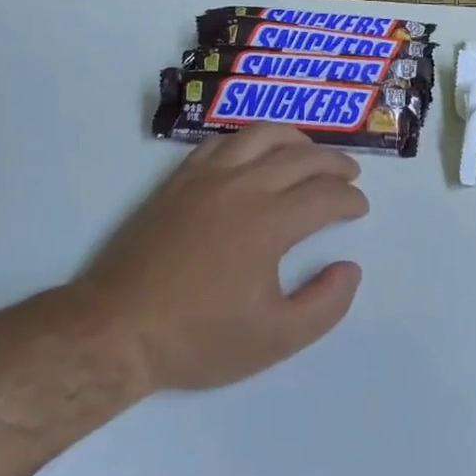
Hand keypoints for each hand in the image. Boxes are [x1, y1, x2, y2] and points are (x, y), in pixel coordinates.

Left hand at [80, 125, 366, 393]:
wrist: (116, 331)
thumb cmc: (198, 338)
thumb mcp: (275, 339)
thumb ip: (325, 305)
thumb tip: (349, 268)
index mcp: (269, 222)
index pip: (325, 195)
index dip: (350, 199)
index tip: (359, 209)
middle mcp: (242, 187)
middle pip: (301, 157)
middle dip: (334, 163)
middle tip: (350, 175)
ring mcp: (206, 178)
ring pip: (261, 136)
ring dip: (295, 139)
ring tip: (310, 152)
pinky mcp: (179, 180)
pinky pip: (221, 142)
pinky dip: (249, 140)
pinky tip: (255, 154)